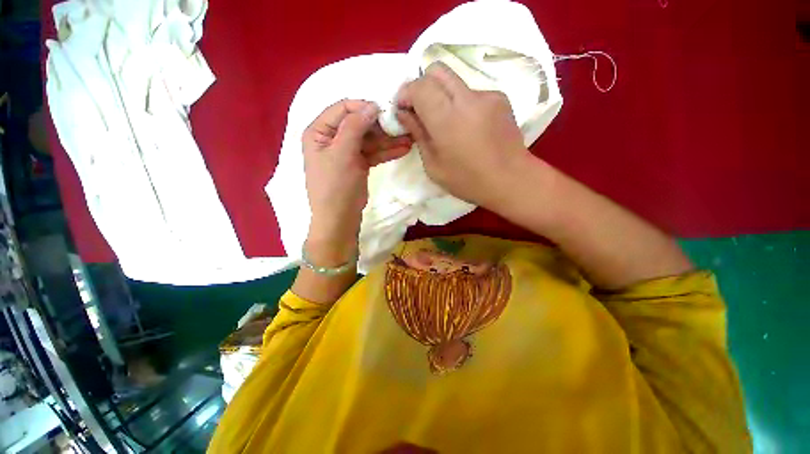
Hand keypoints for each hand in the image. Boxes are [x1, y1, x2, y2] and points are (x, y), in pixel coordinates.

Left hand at [302, 100, 411, 259]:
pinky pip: (373, 153)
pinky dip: (386, 151)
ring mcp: (346, 152)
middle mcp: (332, 138)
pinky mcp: (358, 164)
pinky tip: (403, 149)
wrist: (340, 219)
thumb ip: (355, 127)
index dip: (363, 107)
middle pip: (358, 124)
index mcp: (319, 131)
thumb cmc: (335, 186)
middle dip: (380, 126)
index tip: (385, 111)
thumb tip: (371, 105)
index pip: (342, 109)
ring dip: (388, 140)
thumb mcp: (342, 153)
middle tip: (402, 124)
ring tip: (410, 138)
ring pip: (369, 140)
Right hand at [395, 62, 530, 208]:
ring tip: (448, 124)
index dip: (406, 92)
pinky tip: (469, 127)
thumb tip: (405, 114)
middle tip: (422, 110)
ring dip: (443, 96)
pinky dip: (463, 105)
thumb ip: (418, 135)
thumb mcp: (433, 165)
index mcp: (446, 119)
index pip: (420, 85)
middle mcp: (467, 99)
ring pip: (455, 81)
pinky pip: (472, 93)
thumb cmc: (467, 180)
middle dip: (423, 85)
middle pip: (437, 70)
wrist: (511, 179)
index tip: (403, 108)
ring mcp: (486, 95)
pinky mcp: (500, 98)